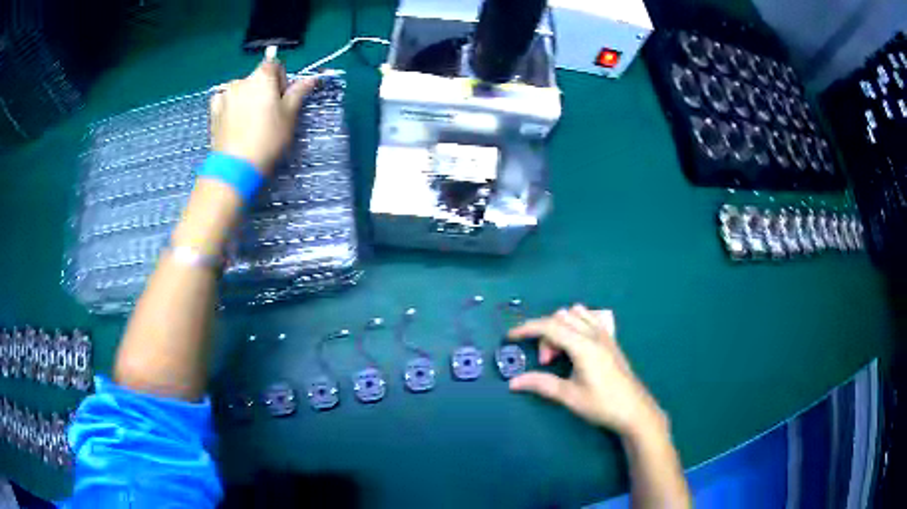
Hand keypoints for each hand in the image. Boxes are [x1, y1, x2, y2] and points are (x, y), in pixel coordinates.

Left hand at [210, 60, 316, 172]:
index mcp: (262, 77)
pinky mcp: (213, 111)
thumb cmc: (268, 139)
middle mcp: (241, 80)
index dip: (281, 79)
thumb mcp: (290, 115)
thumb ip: (298, 92)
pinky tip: (234, 123)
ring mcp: (224, 95)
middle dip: (264, 91)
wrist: (236, 167)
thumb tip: (311, 78)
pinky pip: (224, 101)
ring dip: (247, 99)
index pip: (274, 64)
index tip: (282, 99)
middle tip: (268, 116)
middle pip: (257, 78)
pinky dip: (230, 106)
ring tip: (250, 123)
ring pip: (241, 90)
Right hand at [508, 305, 667, 438]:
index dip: (526, 328)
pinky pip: (589, 318)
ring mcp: (605, 335)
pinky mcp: (611, 340)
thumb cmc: (602, 404)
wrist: (634, 410)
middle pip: (560, 318)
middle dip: (545, 335)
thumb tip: (513, 383)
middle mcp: (594, 334)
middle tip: (546, 363)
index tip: (510, 336)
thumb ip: (541, 384)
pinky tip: (576, 344)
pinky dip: (575, 324)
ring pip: (575, 314)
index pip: (549, 327)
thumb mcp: (569, 396)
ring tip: (560, 354)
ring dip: (560, 328)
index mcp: (583, 346)